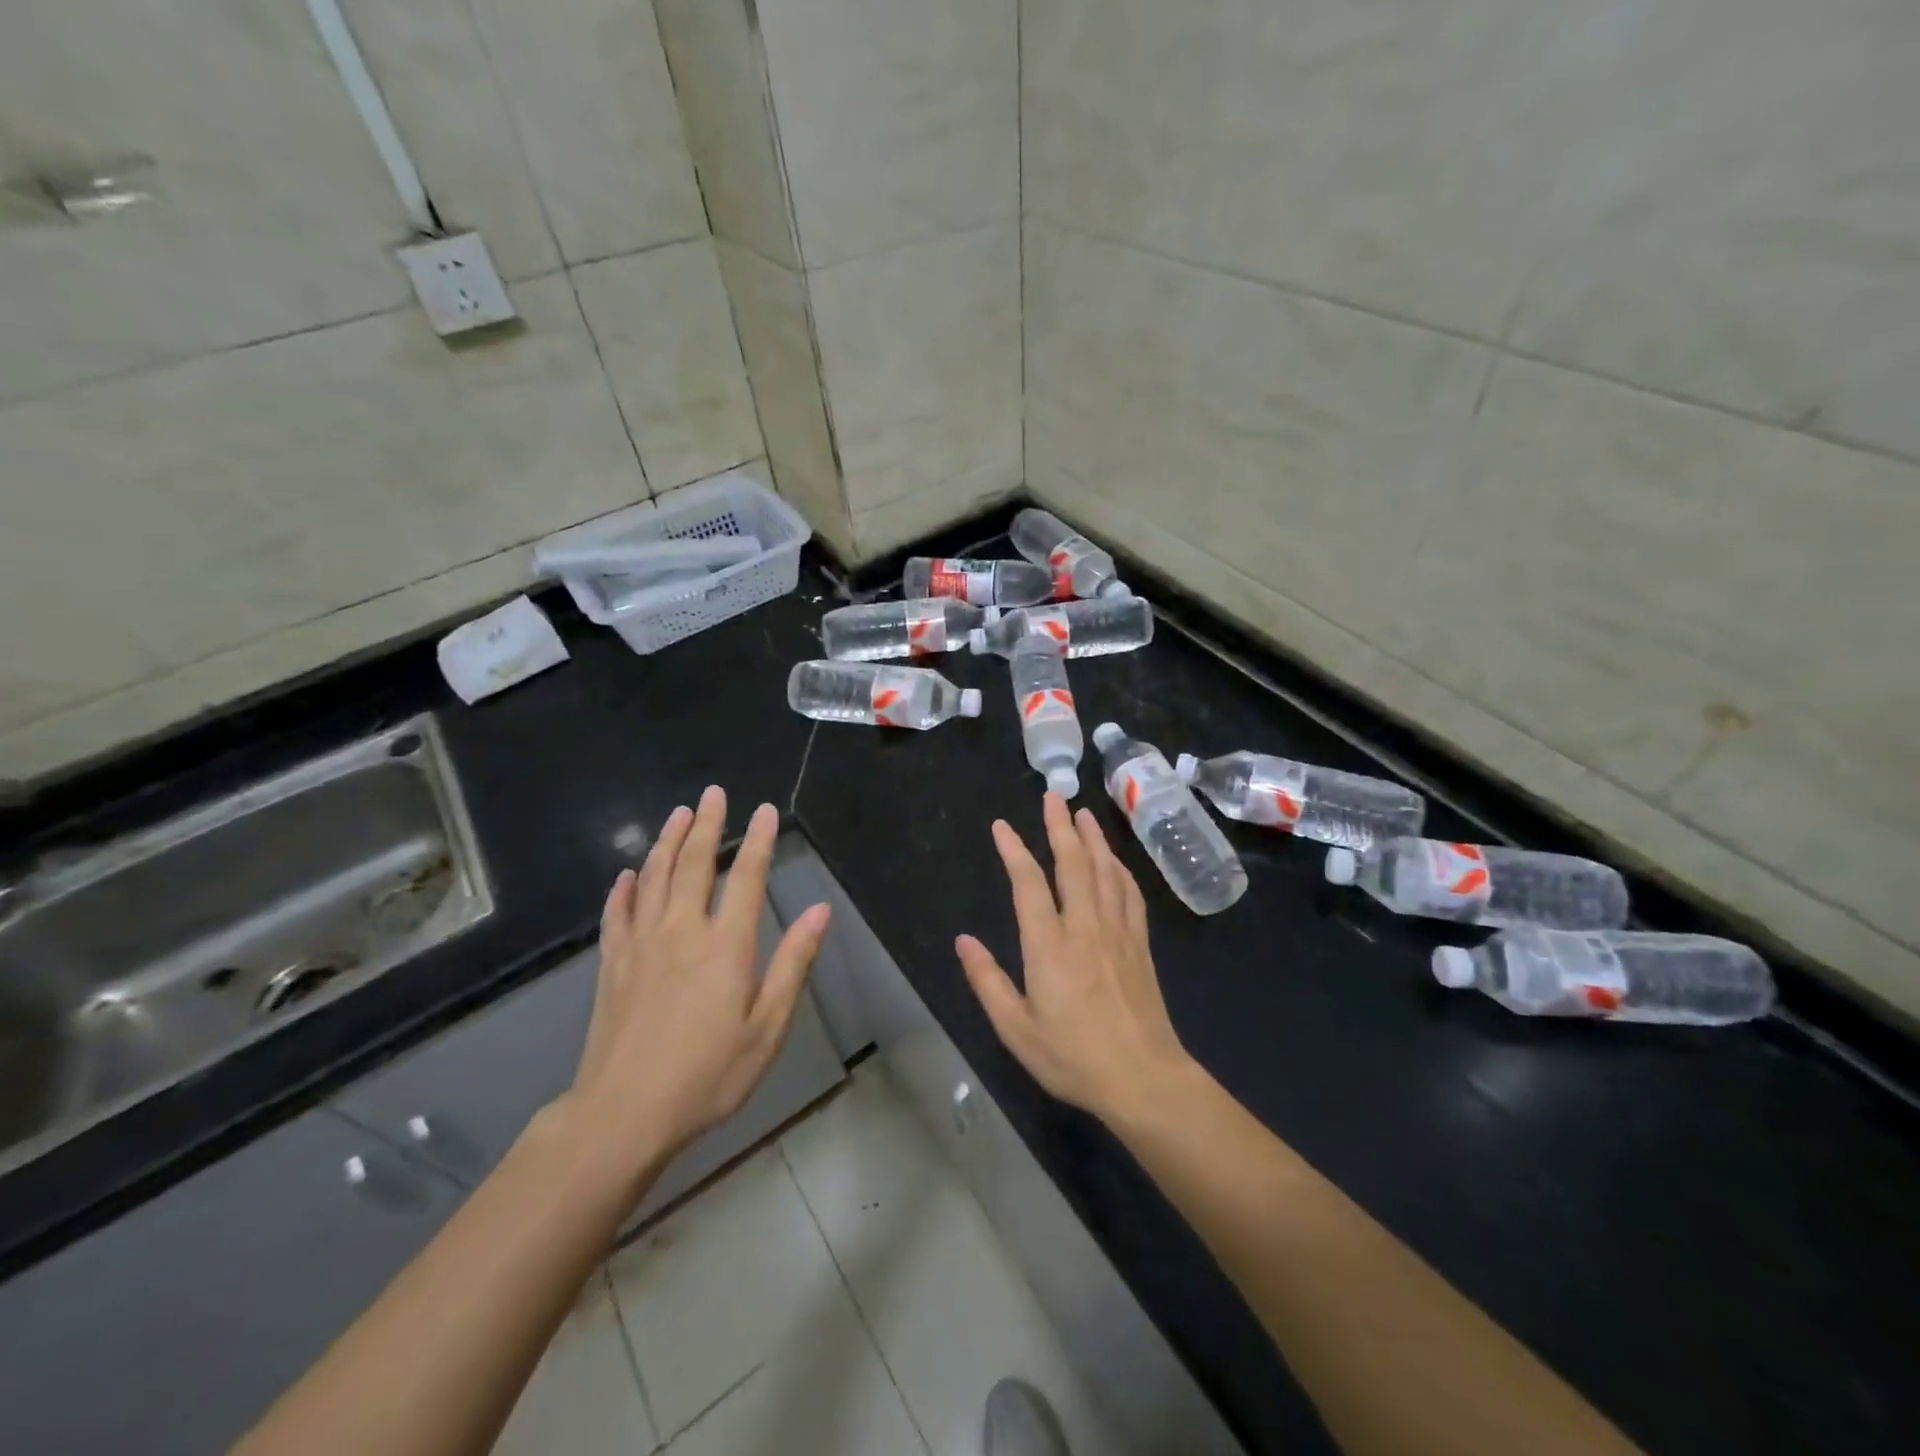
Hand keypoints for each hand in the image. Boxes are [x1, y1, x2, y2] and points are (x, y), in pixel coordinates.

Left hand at [566, 785, 830, 1170]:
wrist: (623, 1114)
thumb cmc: (708, 1075)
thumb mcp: (767, 1027)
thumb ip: (793, 964)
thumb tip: (821, 911)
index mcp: (725, 945)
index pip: (747, 877)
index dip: (758, 840)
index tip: (764, 810)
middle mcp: (681, 931)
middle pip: (694, 864)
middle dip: (707, 825)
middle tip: (713, 793)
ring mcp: (640, 944)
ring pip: (654, 877)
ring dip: (668, 841)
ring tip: (679, 814)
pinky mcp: (612, 964)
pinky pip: (617, 913)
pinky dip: (624, 888)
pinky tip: (628, 874)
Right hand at [956, 793, 1196, 1126]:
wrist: (1143, 1079)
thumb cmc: (1073, 1057)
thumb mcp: (1016, 1029)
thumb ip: (987, 981)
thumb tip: (963, 940)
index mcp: (1049, 946)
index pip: (1029, 884)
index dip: (1014, 850)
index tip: (1001, 826)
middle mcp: (1084, 927)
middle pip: (1073, 864)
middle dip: (1060, 827)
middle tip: (1053, 796)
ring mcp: (1117, 932)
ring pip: (1105, 871)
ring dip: (1093, 838)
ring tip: (1083, 813)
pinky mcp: (1140, 944)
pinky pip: (1130, 894)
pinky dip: (1120, 869)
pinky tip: (1115, 860)